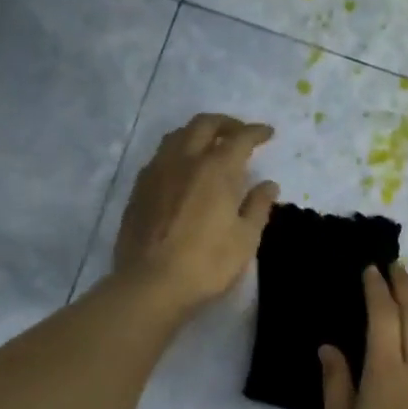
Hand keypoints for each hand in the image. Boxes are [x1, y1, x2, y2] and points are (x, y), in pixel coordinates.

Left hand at [114, 113, 277, 315]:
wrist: (150, 284)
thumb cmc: (207, 263)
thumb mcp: (245, 239)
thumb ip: (258, 206)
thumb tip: (268, 185)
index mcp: (215, 168)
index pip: (240, 138)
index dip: (256, 132)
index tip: (268, 133)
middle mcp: (184, 160)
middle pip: (204, 124)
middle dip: (226, 123)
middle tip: (240, 133)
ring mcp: (156, 172)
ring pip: (177, 136)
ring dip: (197, 133)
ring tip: (209, 145)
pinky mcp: (139, 189)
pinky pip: (160, 156)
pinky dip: (177, 152)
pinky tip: (182, 169)